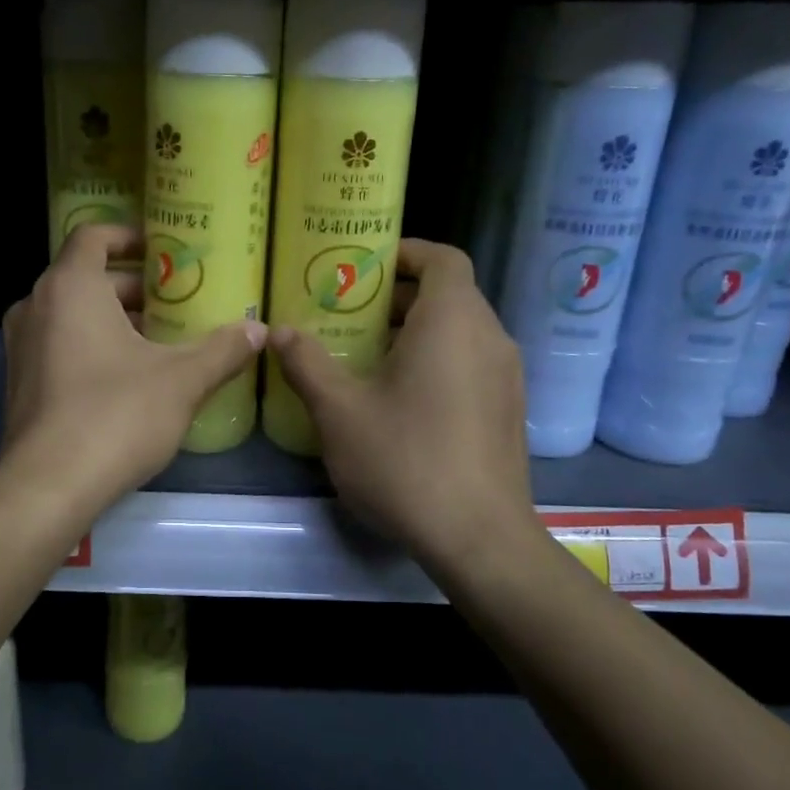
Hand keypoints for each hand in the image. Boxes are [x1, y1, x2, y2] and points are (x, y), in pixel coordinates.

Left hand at [0, 224, 266, 511]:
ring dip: (114, 318)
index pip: (93, 235)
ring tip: (161, 338)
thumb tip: (259, 330)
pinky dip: (92, 344)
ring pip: (72, 314)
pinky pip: (59, 344)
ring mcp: (22, 346)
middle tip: (178, 300)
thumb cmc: (116, 415)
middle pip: (86, 277)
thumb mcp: (181, 380)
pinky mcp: (20, 382)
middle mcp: (36, 306)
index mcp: (70, 287)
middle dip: (134, 286)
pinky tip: (130, 376)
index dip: (129, 235)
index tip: (164, 248)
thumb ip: (222, 350)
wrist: (48, 486)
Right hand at [270, 239, 543, 569]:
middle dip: (400, 298)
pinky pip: (471, 364)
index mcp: (452, 322)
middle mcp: (489, 338)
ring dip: (417, 332)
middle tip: (351, 315)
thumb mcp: (339, 412)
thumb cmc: (405, 460)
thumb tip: (280, 332)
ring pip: (461, 332)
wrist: (478, 537)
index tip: (367, 265)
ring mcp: (506, 377)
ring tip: (368, 357)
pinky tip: (401, 400)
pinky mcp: (508, 411)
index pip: (442, 258)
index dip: (407, 252)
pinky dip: (438, 361)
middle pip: (450, 295)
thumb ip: (307, 364)